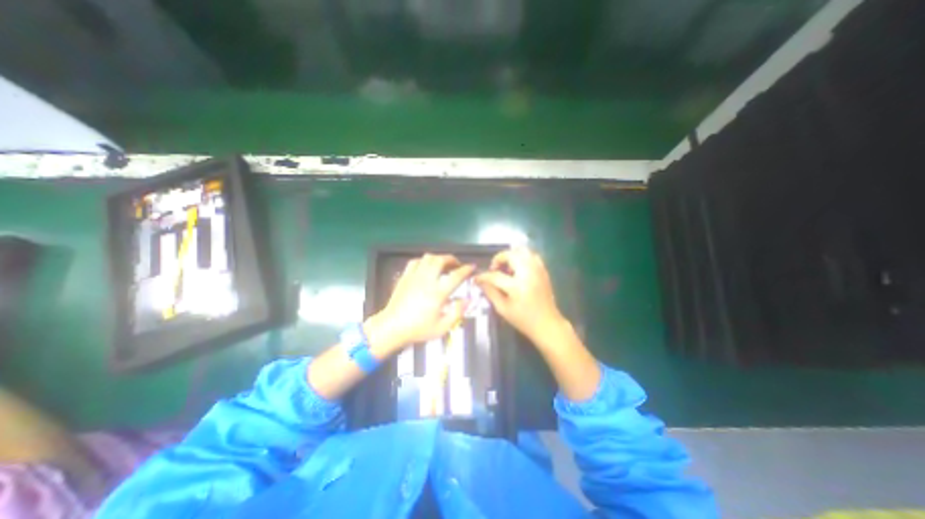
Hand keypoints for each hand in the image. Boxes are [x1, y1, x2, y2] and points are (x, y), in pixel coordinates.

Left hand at [363, 255, 472, 356]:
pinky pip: (415, 261)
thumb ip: (457, 312)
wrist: (392, 327)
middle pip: (441, 260)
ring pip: (428, 258)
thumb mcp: (442, 327)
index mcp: (438, 293)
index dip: (466, 269)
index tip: (472, 267)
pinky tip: (426, 267)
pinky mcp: (405, 277)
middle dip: (452, 259)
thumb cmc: (418, 329)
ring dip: (438, 258)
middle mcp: (427, 280)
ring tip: (443, 264)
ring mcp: (414, 276)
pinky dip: (424, 261)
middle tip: (457, 265)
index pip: (456, 275)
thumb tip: (467, 300)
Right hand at [472, 248, 566, 343]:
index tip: (476, 278)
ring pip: (523, 251)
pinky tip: (518, 268)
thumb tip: (480, 281)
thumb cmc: (523, 320)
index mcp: (517, 286)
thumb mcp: (503, 309)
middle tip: (494, 269)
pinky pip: (532, 256)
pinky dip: (523, 257)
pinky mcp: (544, 271)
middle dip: (499, 259)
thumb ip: (491, 292)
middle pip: (511, 255)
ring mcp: (538, 271)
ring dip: (511, 256)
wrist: (547, 324)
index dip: (483, 276)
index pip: (495, 275)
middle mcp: (528, 274)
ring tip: (506, 267)